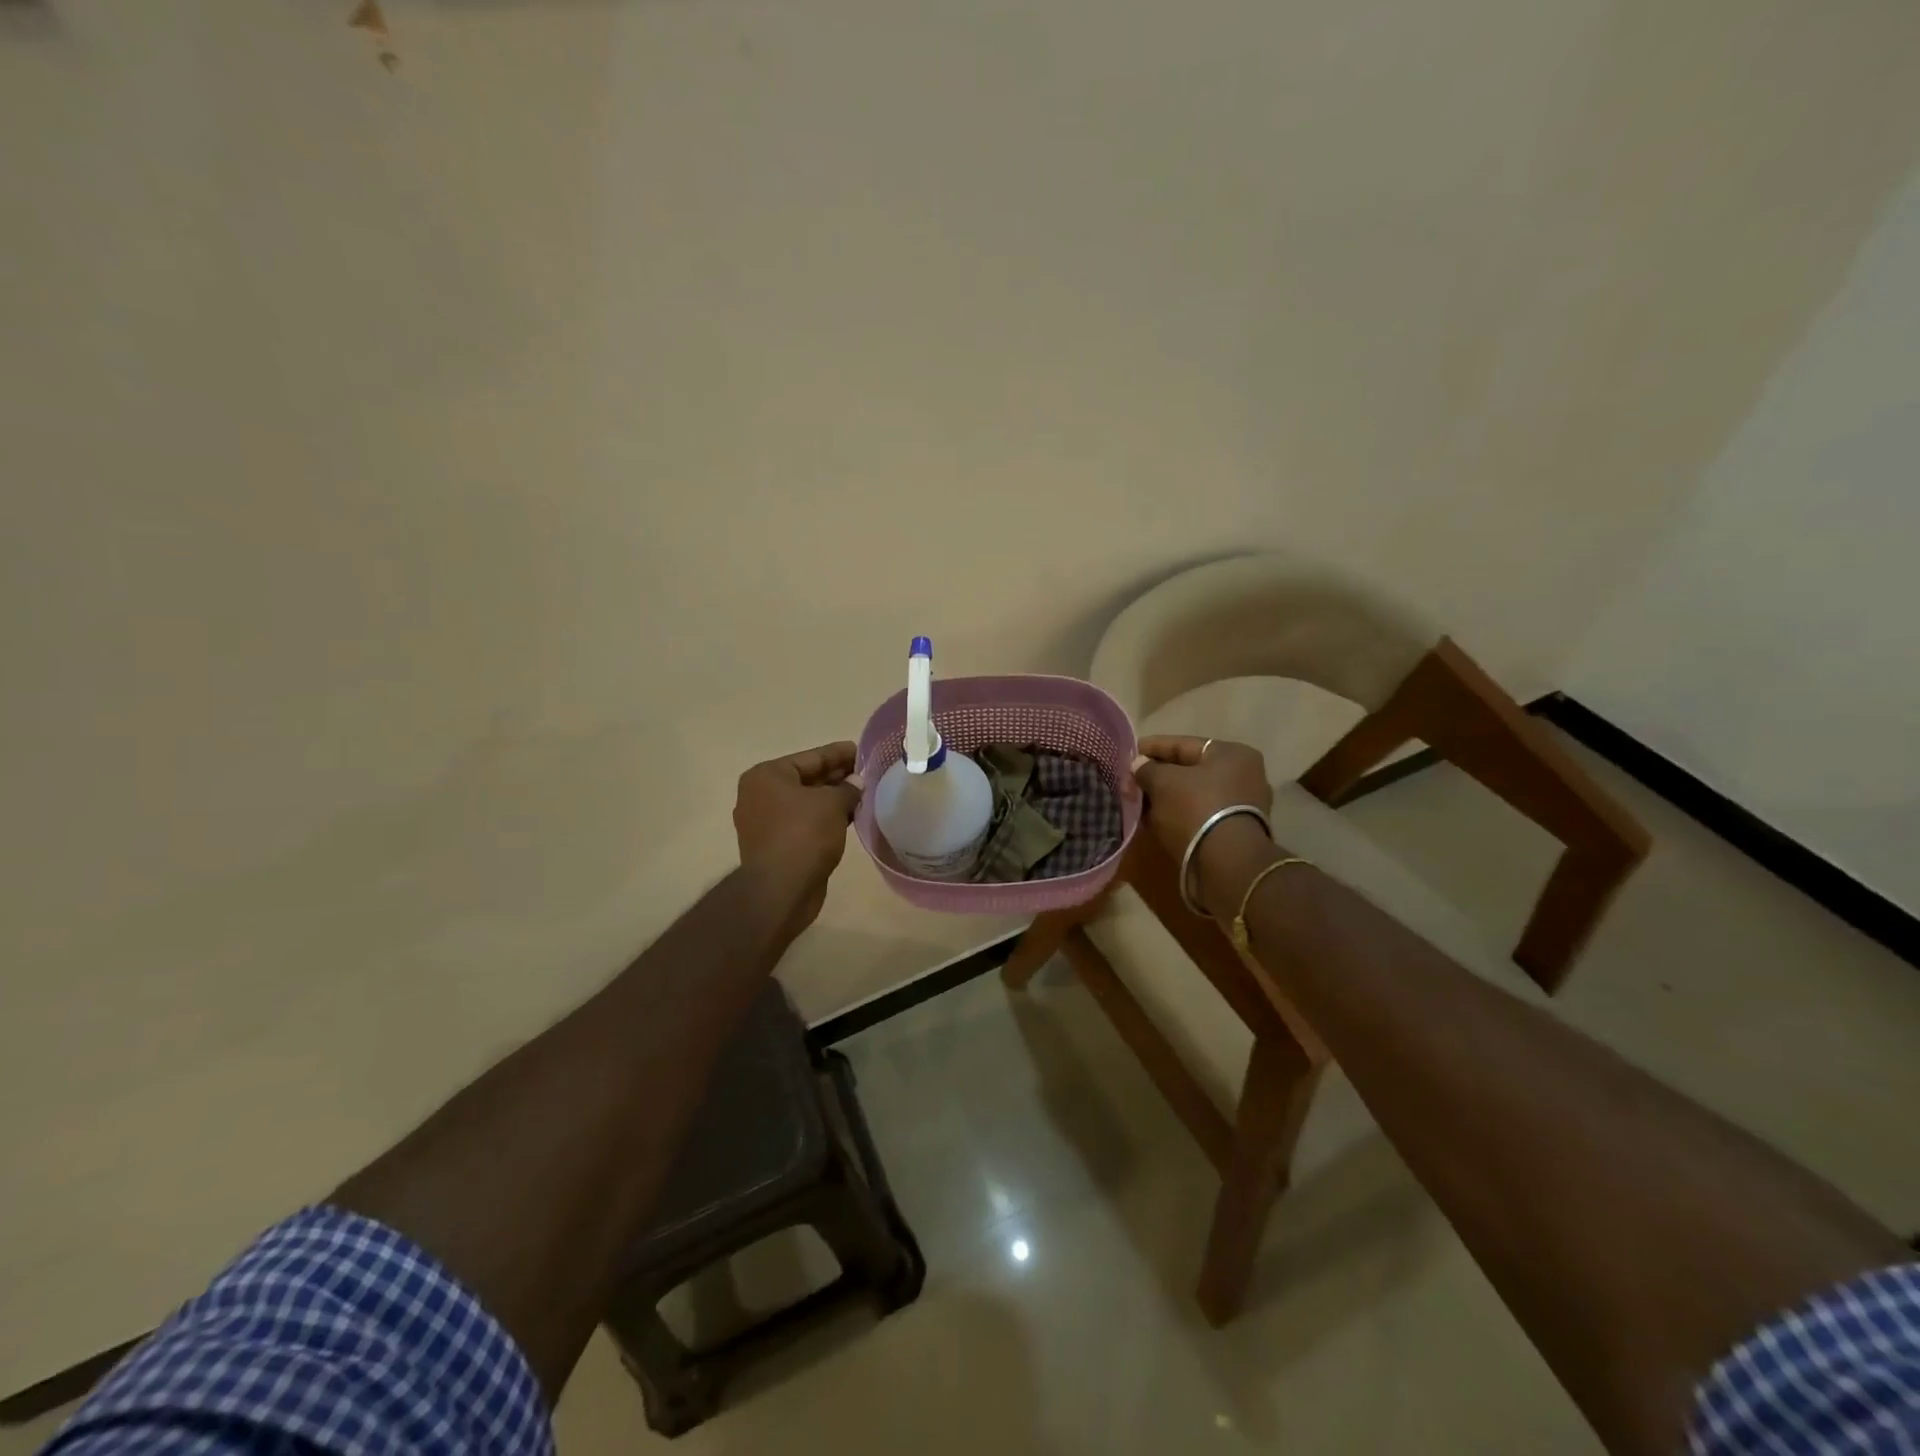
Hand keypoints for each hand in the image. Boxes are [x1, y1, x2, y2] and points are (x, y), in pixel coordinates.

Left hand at [733, 741, 862, 933]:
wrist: (781, 890)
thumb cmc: (803, 834)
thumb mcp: (831, 803)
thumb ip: (847, 788)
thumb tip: (856, 783)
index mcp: (766, 776)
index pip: (810, 757)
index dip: (838, 754)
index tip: (861, 750)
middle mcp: (760, 795)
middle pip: (806, 779)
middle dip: (837, 777)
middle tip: (866, 773)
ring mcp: (765, 823)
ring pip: (806, 803)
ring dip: (833, 800)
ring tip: (863, 795)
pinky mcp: (776, 846)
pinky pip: (804, 823)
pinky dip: (825, 819)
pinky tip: (849, 818)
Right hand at [1133, 736, 1275, 912]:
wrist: (1226, 865)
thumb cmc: (1196, 809)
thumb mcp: (1163, 782)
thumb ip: (1146, 769)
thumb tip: (1137, 766)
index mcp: (1232, 754)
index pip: (1183, 744)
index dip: (1151, 747)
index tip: (1126, 753)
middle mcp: (1243, 776)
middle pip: (1188, 770)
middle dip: (1156, 775)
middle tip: (1128, 780)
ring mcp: (1241, 807)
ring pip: (1191, 795)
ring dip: (1163, 798)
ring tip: (1135, 801)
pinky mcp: (1232, 834)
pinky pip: (1196, 816)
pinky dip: (1174, 816)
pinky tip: (1151, 820)